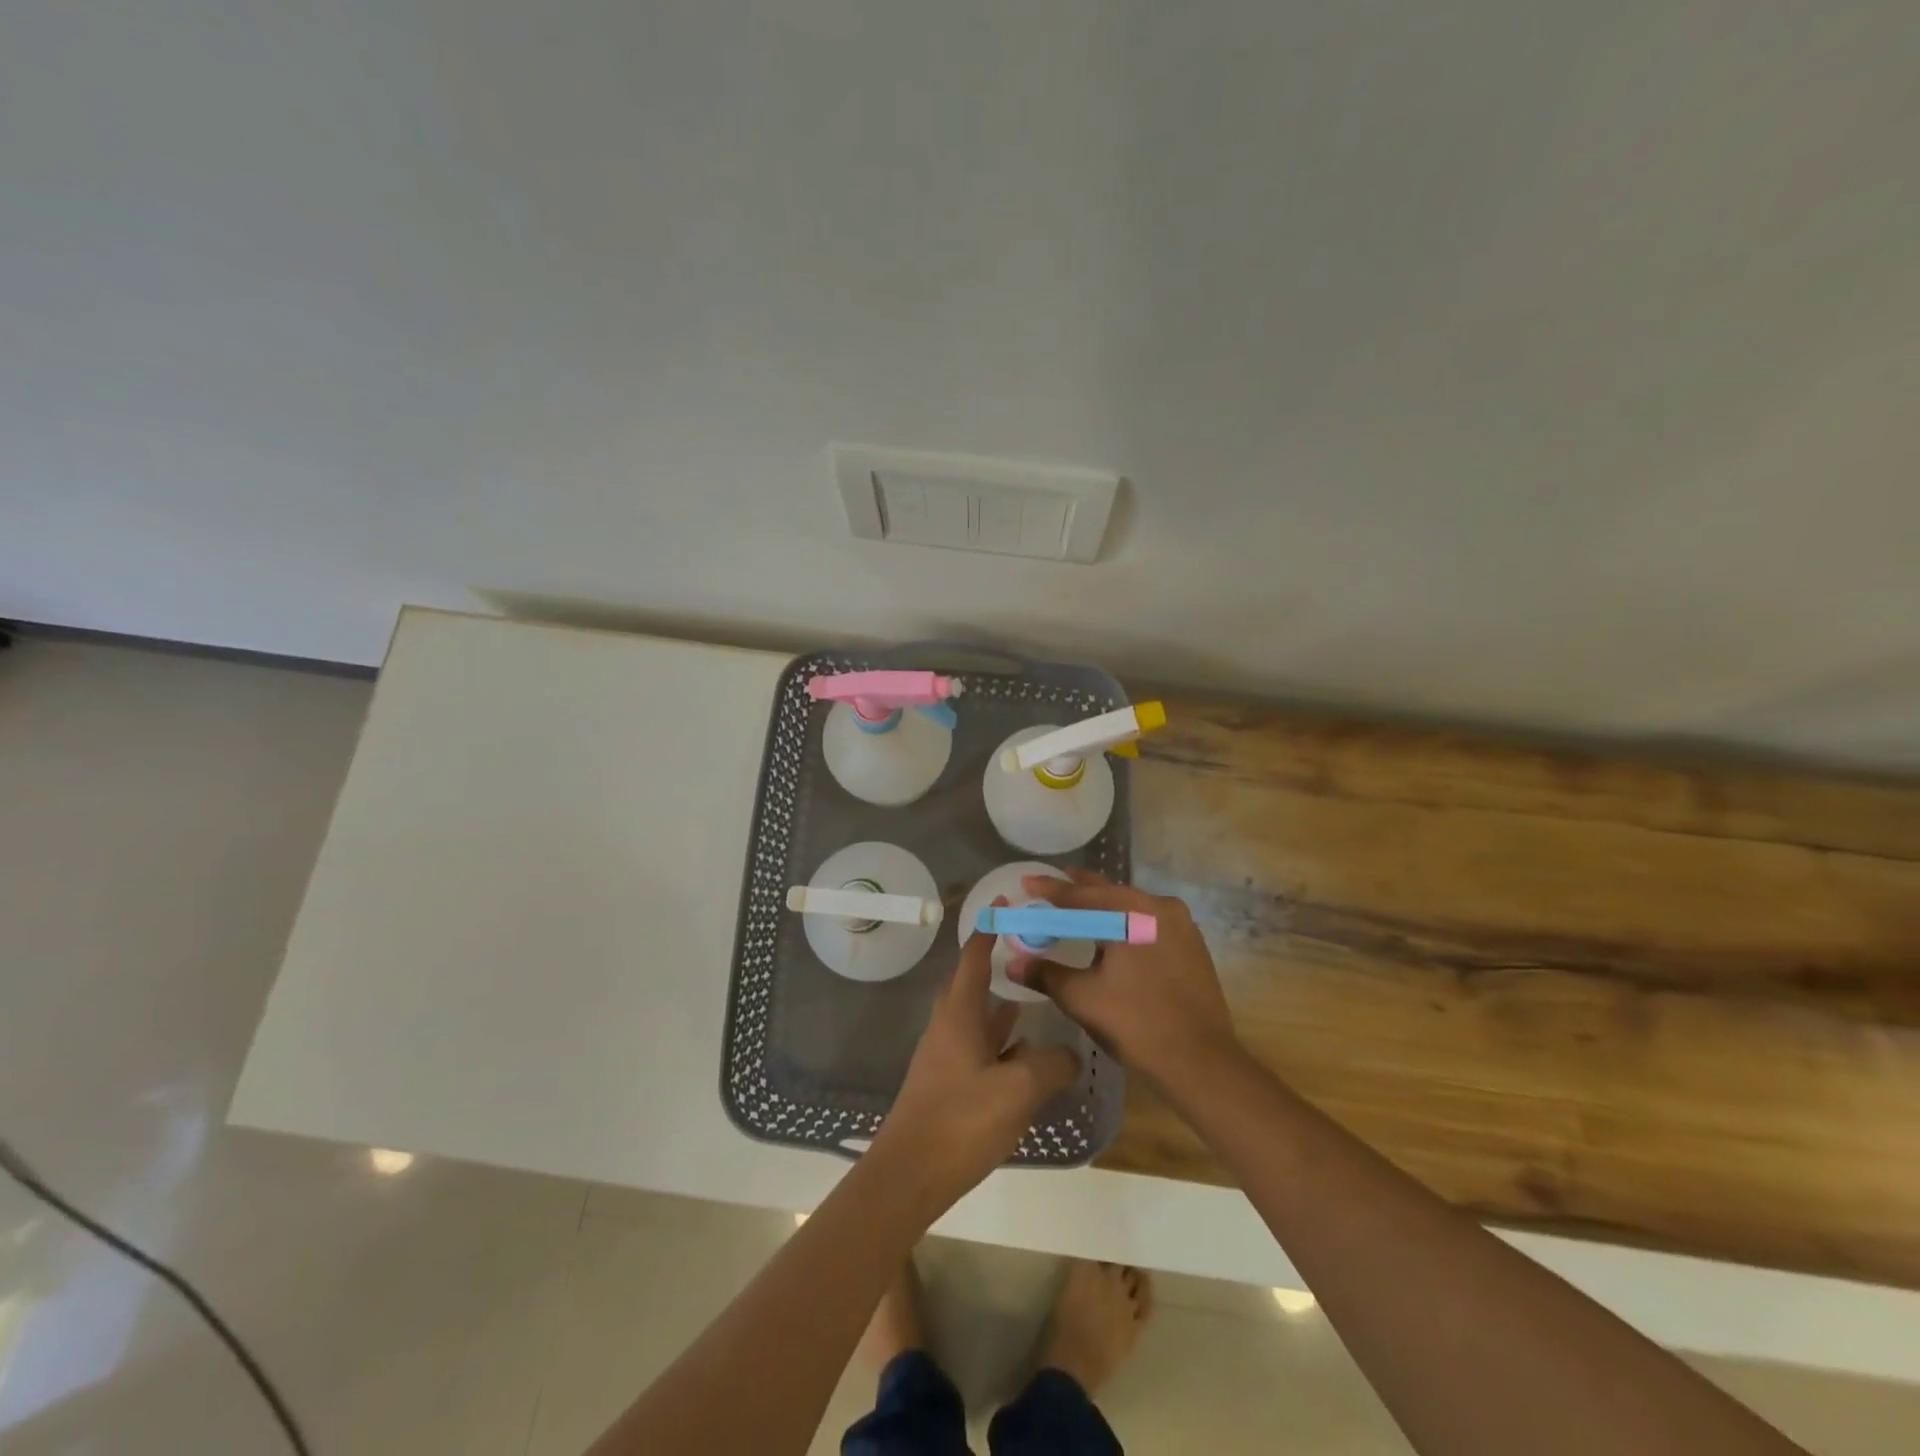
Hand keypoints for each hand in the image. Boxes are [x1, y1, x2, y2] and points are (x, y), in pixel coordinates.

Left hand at [869, 920, 1081, 1216]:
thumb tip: (1070, 1052)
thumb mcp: (1017, 1090)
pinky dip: (1001, 1042)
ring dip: (1002, 1006)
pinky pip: (978, 1048)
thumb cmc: (960, 1121)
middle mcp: (948, 1027)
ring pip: (977, 1018)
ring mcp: (945, 1056)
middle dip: (996, 965)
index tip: (1003, 904)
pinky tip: (1025, 1056)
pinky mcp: (948, 1084)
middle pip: (972, 984)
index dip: (988, 929)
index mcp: (959, 1014)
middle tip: (1029, 952)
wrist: (908, 1175)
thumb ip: (1051, 1066)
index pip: (974, 958)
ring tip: (1036, 998)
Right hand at [1008, 870, 1238, 1089]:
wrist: (1201, 1061)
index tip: (1026, 881)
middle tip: (1050, 887)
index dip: (1049, 890)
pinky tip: (1113, 934)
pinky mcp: (1192, 944)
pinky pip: (1149, 921)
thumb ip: (1045, 974)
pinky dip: (1125, 922)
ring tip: (1078, 907)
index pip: (1080, 896)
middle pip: (1108, 892)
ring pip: (1131, 906)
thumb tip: (1012, 963)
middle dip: (1077, 890)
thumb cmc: (1136, 1023)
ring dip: (1103, 906)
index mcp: (1130, 912)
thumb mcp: (1082, 997)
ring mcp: (1181, 924)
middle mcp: (1158, 907)